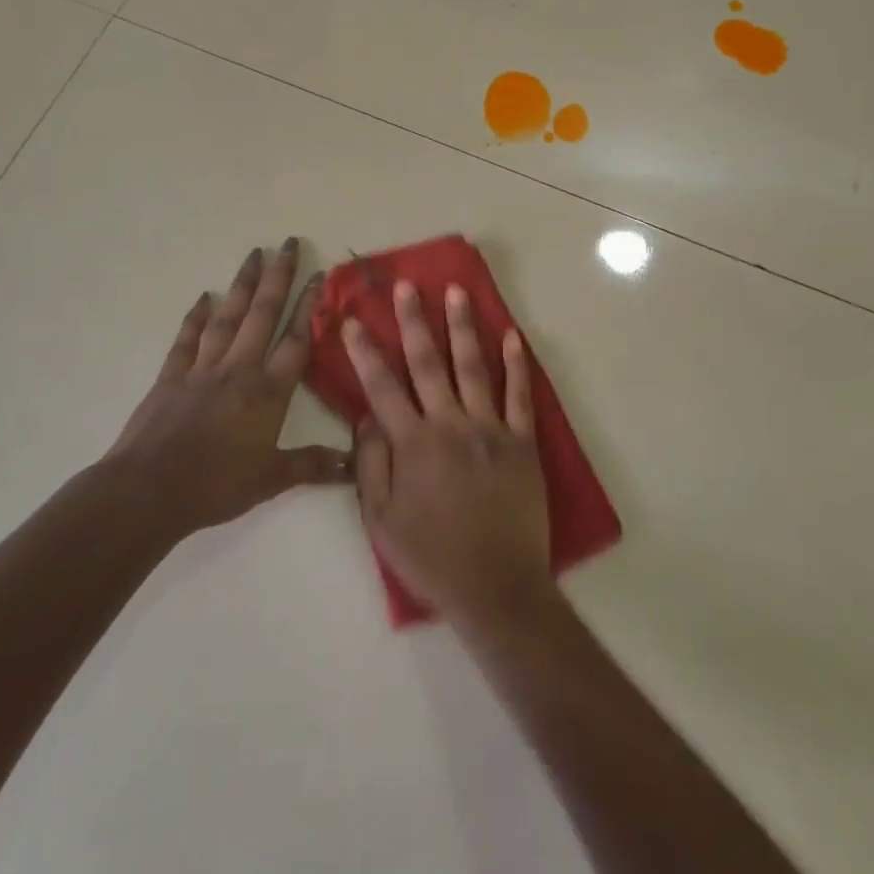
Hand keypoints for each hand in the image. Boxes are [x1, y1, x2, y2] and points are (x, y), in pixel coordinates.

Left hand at [109, 239, 347, 540]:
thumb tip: (354, 464)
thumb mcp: (271, 480)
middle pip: (263, 314)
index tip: (319, 275)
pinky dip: (195, 317)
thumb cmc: (215, 485)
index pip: (296, 341)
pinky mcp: (171, 377)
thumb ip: (312, 466)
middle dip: (278, 277)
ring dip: (242, 284)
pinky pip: (187, 339)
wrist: (148, 491)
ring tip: (254, 253)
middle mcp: (238, 369)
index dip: (310, 307)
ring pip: (228, 317)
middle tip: (289, 243)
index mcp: (267, 392)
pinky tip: (203, 298)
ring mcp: (202, 369)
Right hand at [343, 281, 551, 626]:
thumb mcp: (381, 522)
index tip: (351, 320)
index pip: (382, 387)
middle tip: (407, 285)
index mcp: (413, 444)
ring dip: (463, 326)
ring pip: (473, 367)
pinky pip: (520, 395)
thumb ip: (370, 465)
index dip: (364, 351)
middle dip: (414, 321)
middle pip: (428, 363)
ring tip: (456, 291)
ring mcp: (490, 429)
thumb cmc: (432, 558)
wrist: (497, 588)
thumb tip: (367, 417)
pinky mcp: (522, 441)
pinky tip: (512, 335)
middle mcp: (450, 425)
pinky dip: (517, 364)